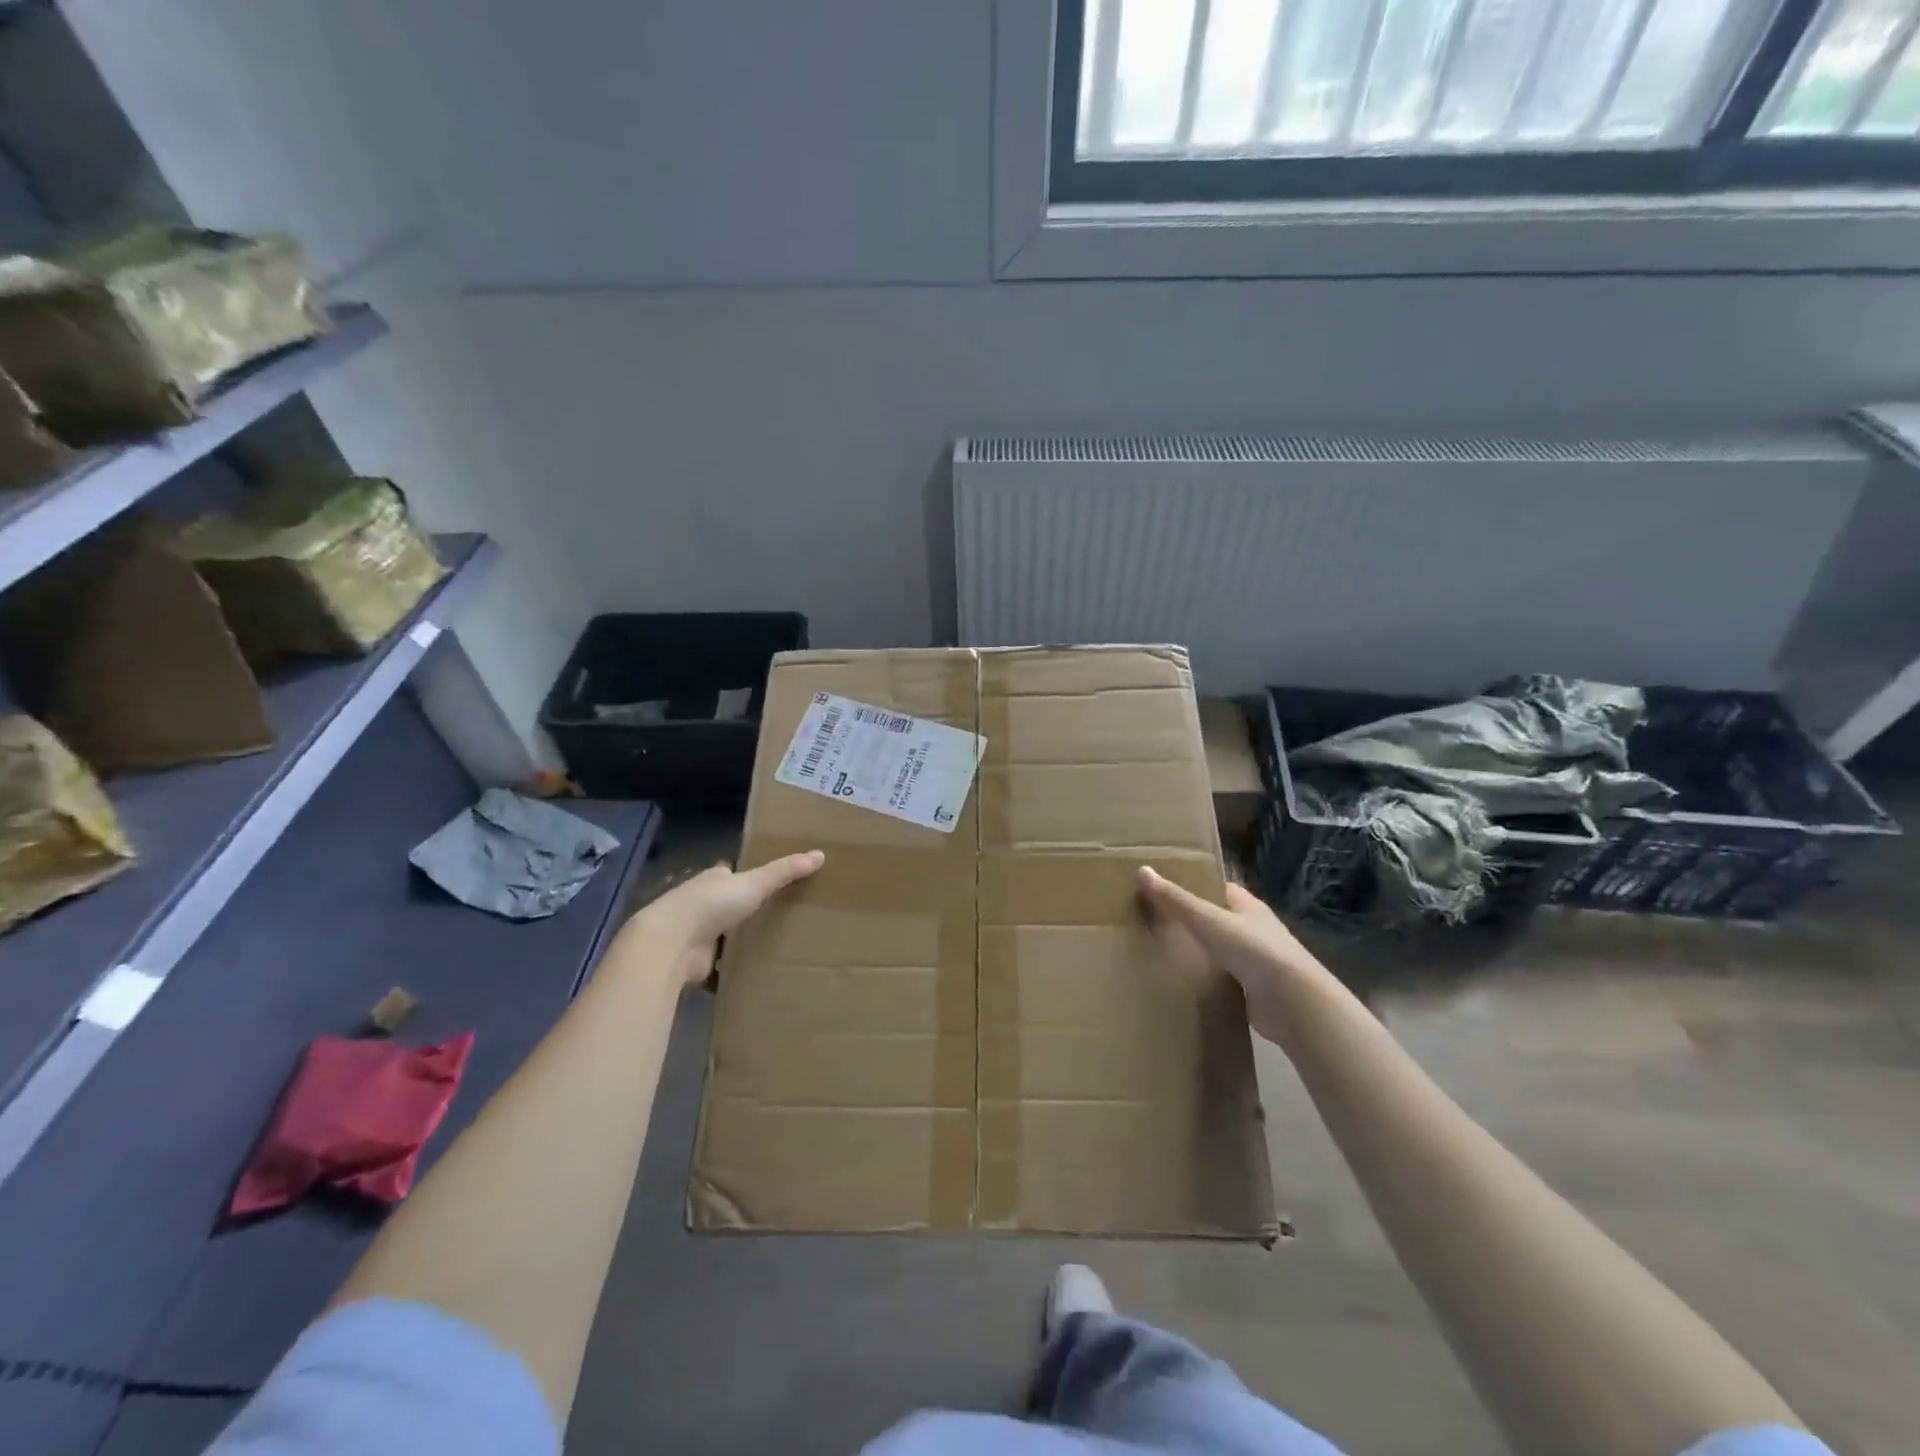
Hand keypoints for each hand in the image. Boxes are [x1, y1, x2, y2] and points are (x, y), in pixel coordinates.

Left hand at [633, 851, 824, 984]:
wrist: (671, 944)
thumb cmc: (711, 904)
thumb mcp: (755, 883)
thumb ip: (785, 871)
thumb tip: (820, 854)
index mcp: (713, 879)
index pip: (731, 874)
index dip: (748, 877)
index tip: (771, 883)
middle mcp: (700, 903)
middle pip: (728, 904)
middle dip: (745, 911)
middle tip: (779, 916)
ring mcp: (695, 933)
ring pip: (722, 935)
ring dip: (737, 940)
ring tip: (771, 946)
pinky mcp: (695, 962)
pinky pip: (718, 964)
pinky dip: (729, 969)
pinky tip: (750, 973)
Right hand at [1137, 866, 1328, 1045]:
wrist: (1291, 1002)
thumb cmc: (1252, 949)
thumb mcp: (1207, 919)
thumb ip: (1175, 899)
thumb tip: (1142, 870)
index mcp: (1249, 906)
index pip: (1219, 889)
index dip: (1195, 885)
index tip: (1166, 888)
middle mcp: (1255, 930)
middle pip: (1219, 919)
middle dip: (1194, 920)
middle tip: (1157, 920)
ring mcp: (1257, 962)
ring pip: (1222, 950)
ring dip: (1201, 951)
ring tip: (1165, 951)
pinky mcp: (1255, 990)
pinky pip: (1225, 978)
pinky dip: (1208, 978)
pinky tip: (1186, 981)